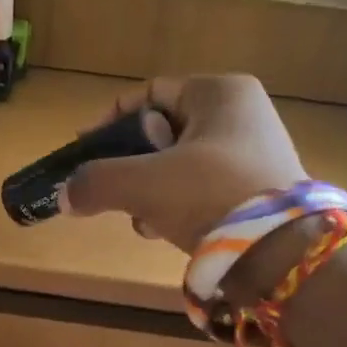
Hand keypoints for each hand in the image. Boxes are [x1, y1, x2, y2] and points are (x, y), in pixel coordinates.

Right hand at [62, 75, 305, 250]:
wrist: (281, 252)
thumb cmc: (211, 195)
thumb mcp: (144, 183)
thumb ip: (97, 182)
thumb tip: (65, 196)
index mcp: (220, 93)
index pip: (149, 93)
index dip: (110, 120)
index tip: (84, 148)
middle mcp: (242, 114)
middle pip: (163, 132)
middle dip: (132, 165)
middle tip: (114, 191)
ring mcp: (254, 153)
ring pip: (180, 164)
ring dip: (151, 192)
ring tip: (142, 220)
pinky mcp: (259, 190)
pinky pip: (202, 188)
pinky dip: (178, 206)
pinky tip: (165, 231)